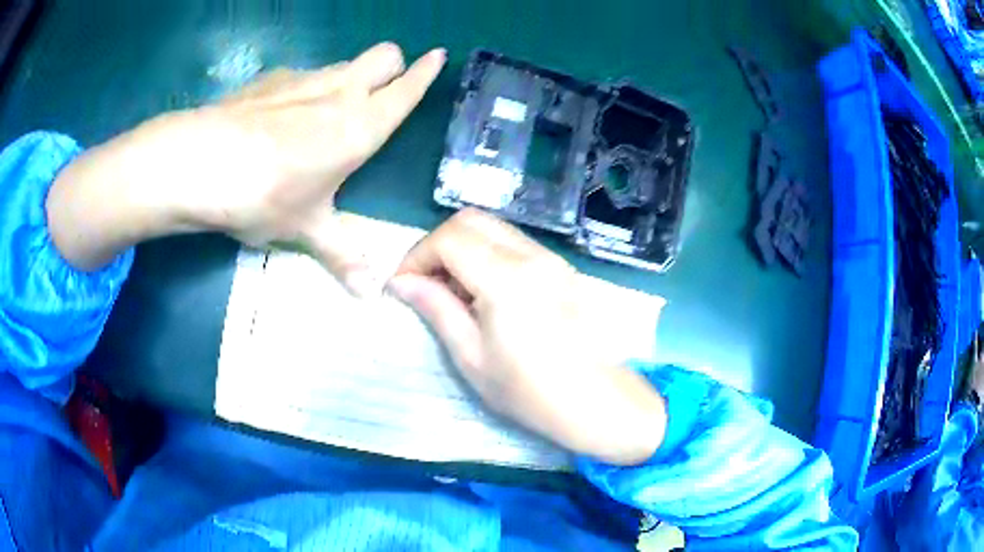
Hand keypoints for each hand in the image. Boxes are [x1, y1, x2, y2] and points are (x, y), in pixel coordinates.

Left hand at [47, 42, 445, 282]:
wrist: (201, 163)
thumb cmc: (266, 196)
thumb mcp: (306, 230)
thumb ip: (342, 255)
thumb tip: (370, 294)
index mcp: (361, 125)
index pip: (407, 88)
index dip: (427, 72)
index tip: (438, 57)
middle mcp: (340, 90)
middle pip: (384, 54)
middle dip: (391, 65)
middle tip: (377, 92)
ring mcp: (303, 78)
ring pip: (344, 63)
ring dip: (346, 79)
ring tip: (321, 116)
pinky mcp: (270, 78)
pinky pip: (300, 75)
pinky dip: (301, 90)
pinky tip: (275, 121)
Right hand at [388, 209, 665, 464]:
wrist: (598, 403)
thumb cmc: (531, 392)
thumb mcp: (472, 357)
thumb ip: (436, 309)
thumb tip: (401, 282)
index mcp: (507, 278)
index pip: (449, 238)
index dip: (416, 256)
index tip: (402, 286)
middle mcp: (532, 255)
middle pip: (471, 220)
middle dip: (438, 244)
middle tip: (425, 283)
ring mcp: (552, 259)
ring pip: (494, 229)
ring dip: (464, 248)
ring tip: (453, 291)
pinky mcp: (563, 269)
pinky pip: (515, 244)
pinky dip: (488, 255)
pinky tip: (485, 293)